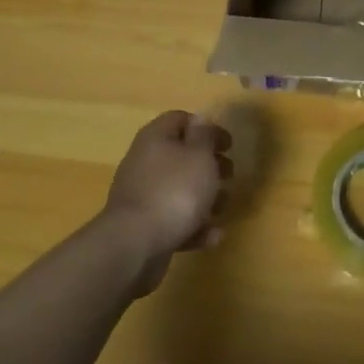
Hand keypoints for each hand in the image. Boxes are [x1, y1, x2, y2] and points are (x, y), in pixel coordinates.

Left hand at [102, 110, 232, 293]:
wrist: (135, 245)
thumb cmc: (174, 192)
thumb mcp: (199, 156)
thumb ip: (204, 136)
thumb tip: (201, 119)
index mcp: (156, 138)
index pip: (180, 119)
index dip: (207, 128)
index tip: (229, 144)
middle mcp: (145, 163)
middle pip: (181, 156)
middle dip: (209, 166)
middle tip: (229, 175)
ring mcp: (143, 196)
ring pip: (179, 190)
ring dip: (205, 199)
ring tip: (223, 209)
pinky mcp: (145, 227)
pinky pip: (174, 220)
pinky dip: (194, 226)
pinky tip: (212, 236)